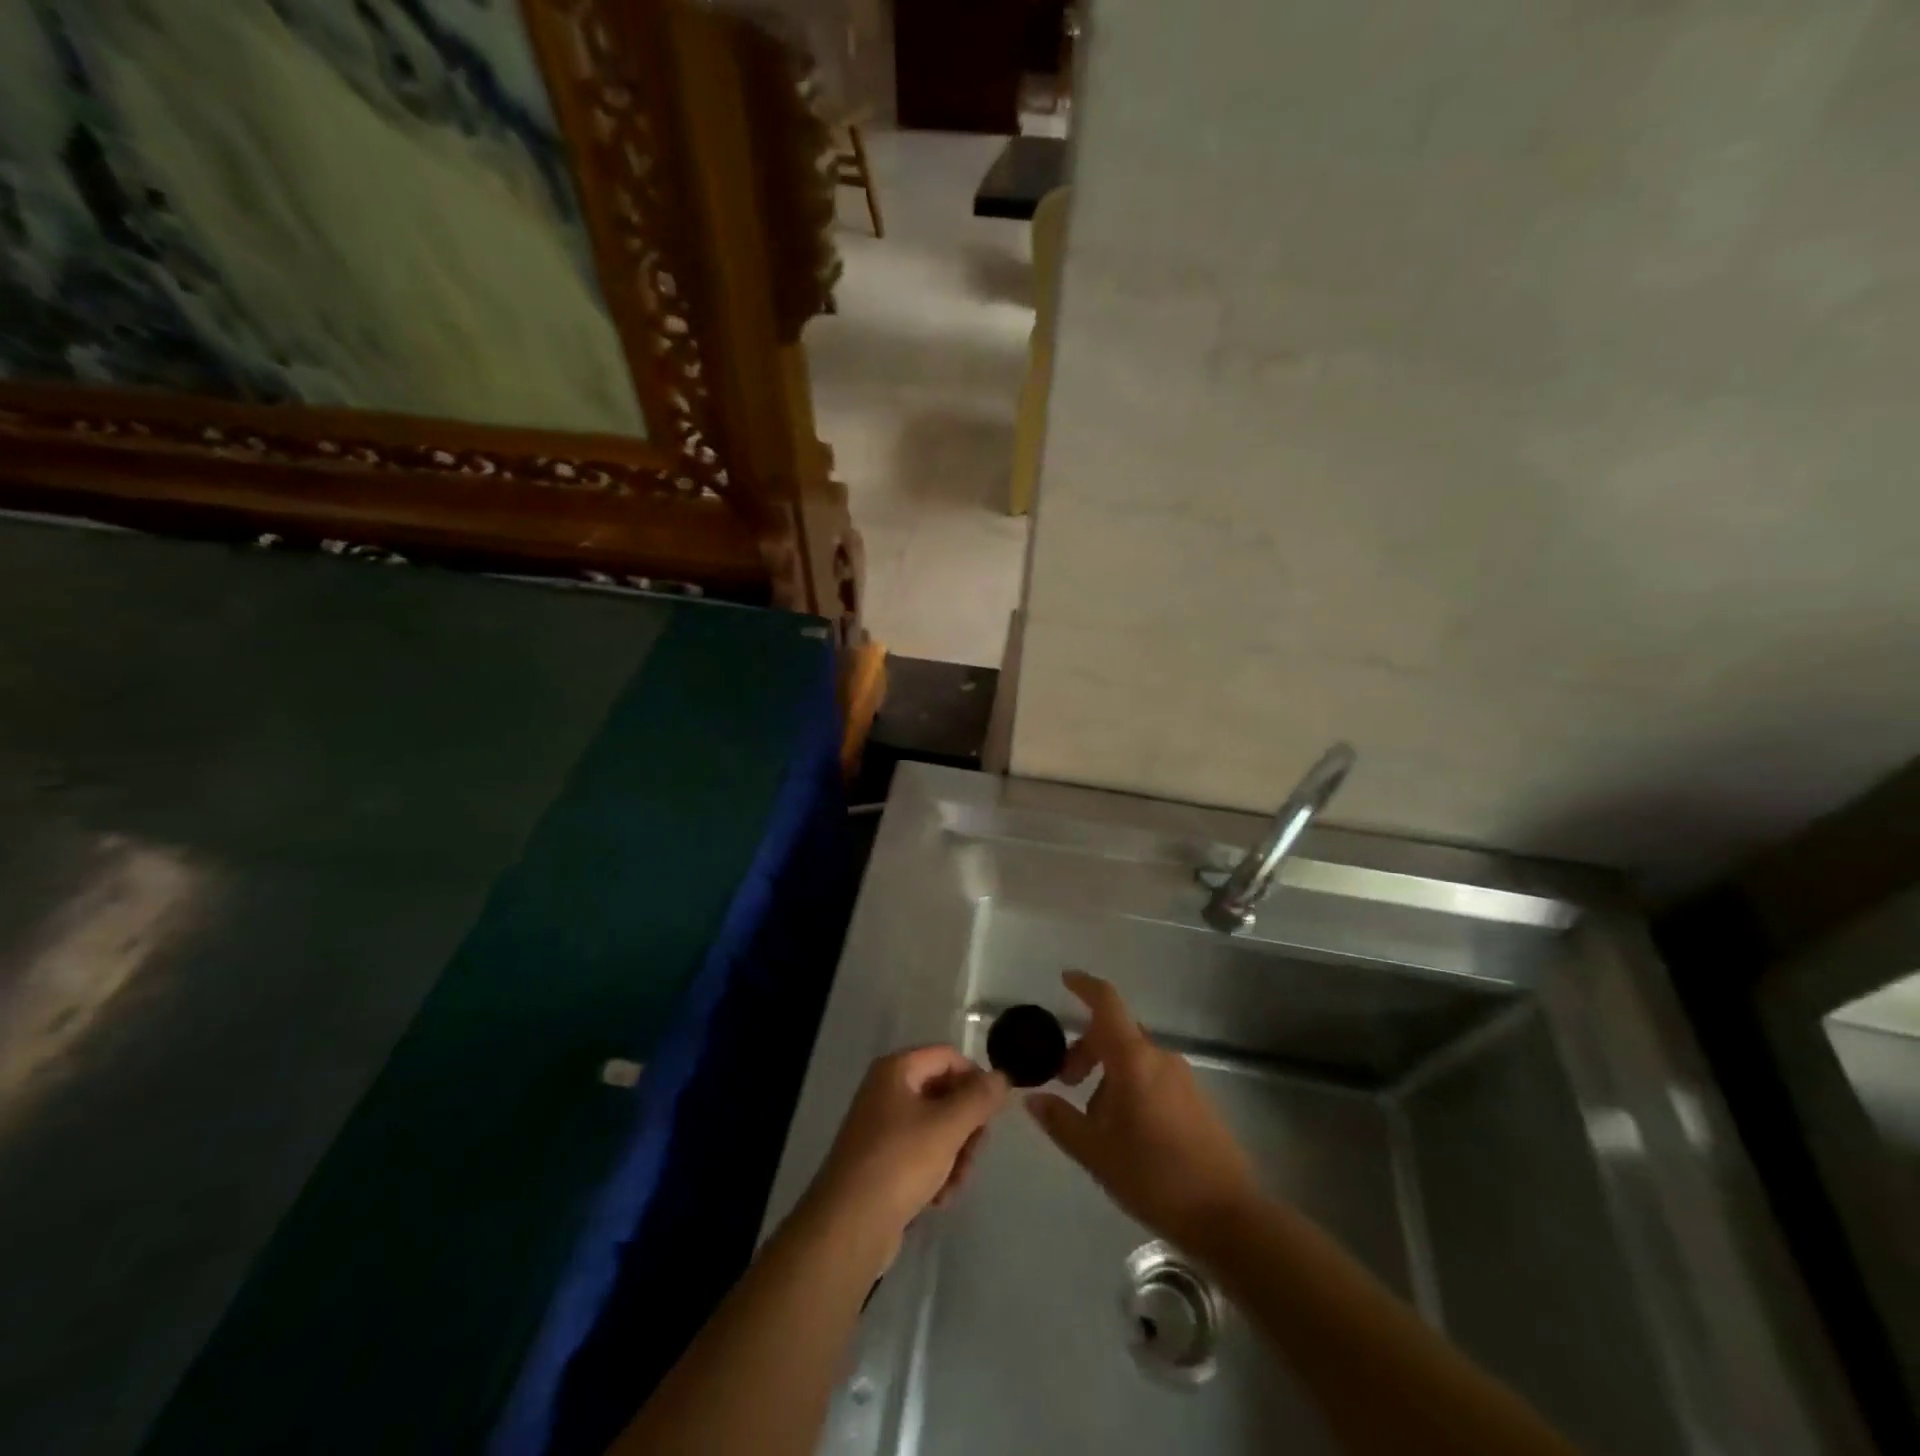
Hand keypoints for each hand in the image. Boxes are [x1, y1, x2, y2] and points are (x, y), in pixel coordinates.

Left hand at [805, 1046, 1008, 1261]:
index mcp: (896, 1070)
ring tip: (955, 1184)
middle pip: (944, 1094)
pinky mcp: (883, 1162)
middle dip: (966, 1126)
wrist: (849, 1227)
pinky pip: (921, 1155)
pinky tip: (939, 1199)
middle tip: (975, 1152)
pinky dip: (936, 1173)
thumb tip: (1002, 1077)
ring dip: (955, 1155)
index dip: (975, 1078)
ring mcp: (883, 1127)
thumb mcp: (947, 1126)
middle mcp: (887, 1091)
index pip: (948, 1057)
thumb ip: (979, 1098)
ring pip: (937, 1128)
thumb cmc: (900, 1163)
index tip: (993, 1111)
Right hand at [1026, 971, 1258, 1251]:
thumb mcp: (1095, 1153)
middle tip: (1065, 1081)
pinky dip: (1130, 1086)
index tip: (1064, 980)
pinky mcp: (1196, 1099)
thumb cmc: (1154, 1177)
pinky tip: (1124, 1130)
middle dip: (1086, 1048)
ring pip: (1134, 1057)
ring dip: (1107, 1073)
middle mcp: (1159, 1057)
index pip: (1106, 1003)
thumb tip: (1033, 1098)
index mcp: (1134, 1059)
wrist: (1227, 1216)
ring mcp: (1182, 1077)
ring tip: (1094, 1119)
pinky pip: (1153, 1076)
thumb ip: (1060, 1120)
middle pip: (1116, 1032)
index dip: (1084, 986)